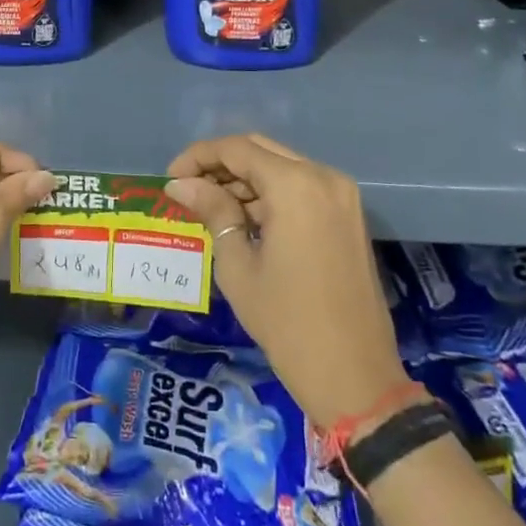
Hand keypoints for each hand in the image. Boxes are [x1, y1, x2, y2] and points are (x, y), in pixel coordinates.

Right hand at [166, 134, 407, 429]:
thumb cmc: (287, 322)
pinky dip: (271, 195)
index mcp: (296, 185)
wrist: (355, 376)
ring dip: (245, 180)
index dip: (198, 157)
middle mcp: (323, 177)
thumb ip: (213, 212)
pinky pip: (301, 188)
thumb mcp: (238, 266)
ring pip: (282, 167)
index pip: (237, 149)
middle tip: (188, 189)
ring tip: (210, 207)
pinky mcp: (348, 215)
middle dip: (220, 164)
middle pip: (261, 150)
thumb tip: (181, 184)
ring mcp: (341, 195)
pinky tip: (244, 218)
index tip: (170, 179)